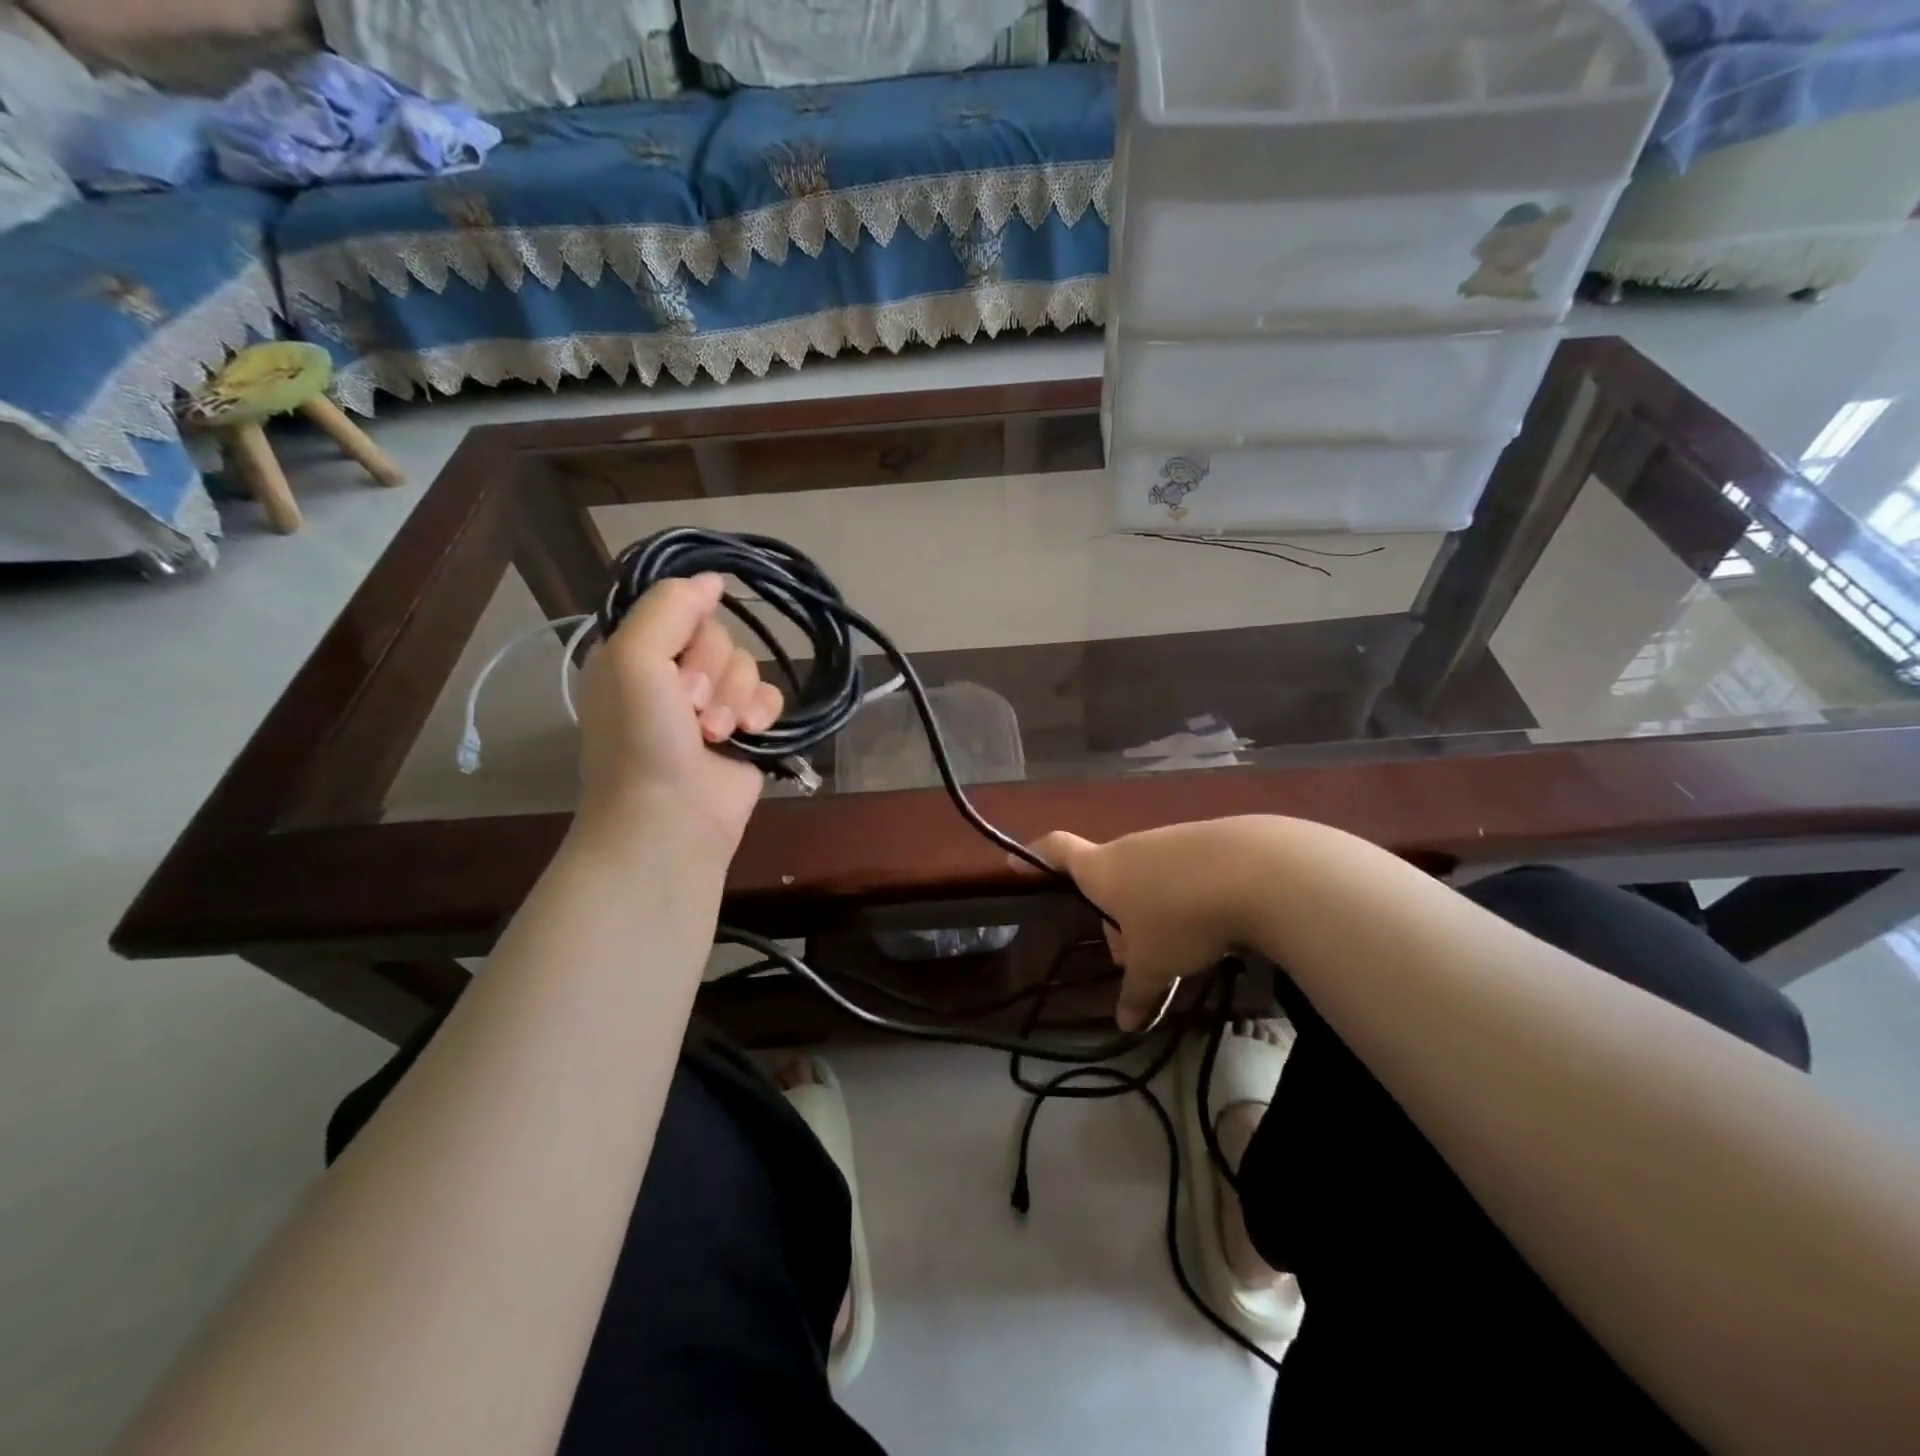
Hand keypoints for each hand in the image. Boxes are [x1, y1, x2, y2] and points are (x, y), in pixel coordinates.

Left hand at [575, 574, 783, 857]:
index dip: (687, 632)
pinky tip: (750, 734)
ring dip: (735, 699)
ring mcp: (712, 703)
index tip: (674, 665)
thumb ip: (669, 607)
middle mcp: (673, 674)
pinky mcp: (746, 729)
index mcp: (636, 653)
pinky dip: (762, 712)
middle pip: (719, 636)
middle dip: (712, 673)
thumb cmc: (641, 739)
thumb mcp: (634, 659)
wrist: (671, 817)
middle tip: (690, 710)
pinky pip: (770, 695)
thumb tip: (713, 579)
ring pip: (747, 665)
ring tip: (715, 734)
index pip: (681, 609)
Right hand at [1026, 821, 1260, 1029]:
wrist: (1258, 871)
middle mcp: (1133, 846)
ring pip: (1151, 877)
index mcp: (1103, 869)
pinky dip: (1190, 896)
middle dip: (1117, 916)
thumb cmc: (1181, 917)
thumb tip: (1124, 1024)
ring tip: (1184, 947)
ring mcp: (1173, 839)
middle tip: (1136, 956)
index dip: (1035, 857)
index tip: (1016, 861)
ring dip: (1156, 909)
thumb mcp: (1155, 964)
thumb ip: (1137, 993)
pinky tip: (1218, 922)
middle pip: (1110, 877)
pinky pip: (1187, 871)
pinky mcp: (1213, 841)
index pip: (1057, 851)